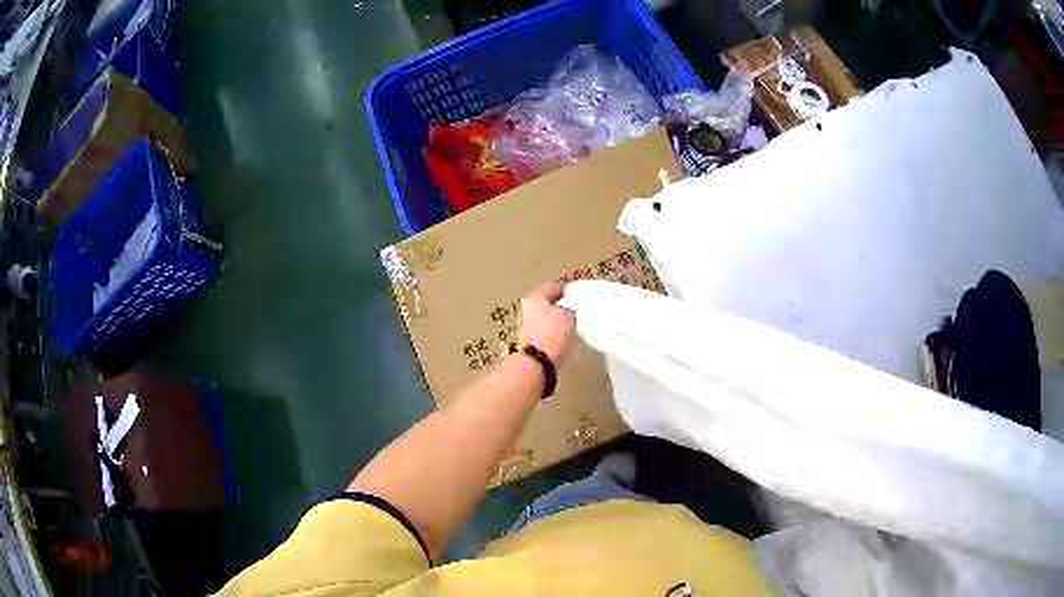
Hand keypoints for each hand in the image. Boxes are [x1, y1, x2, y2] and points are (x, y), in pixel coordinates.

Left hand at [519, 283, 575, 366]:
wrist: (537, 365)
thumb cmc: (551, 335)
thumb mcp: (569, 315)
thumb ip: (570, 307)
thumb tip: (569, 309)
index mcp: (534, 298)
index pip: (552, 287)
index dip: (566, 290)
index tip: (577, 294)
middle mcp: (526, 311)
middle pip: (546, 305)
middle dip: (560, 308)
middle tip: (576, 311)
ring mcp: (526, 330)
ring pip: (545, 321)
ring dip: (557, 324)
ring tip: (572, 328)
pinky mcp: (530, 346)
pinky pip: (545, 336)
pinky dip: (553, 337)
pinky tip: (564, 342)